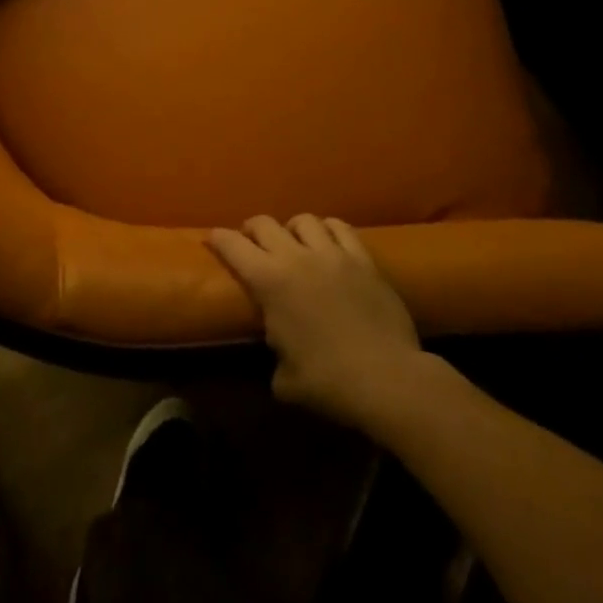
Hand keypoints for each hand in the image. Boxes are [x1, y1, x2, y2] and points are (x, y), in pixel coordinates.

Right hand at [208, 215, 438, 436]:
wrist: (389, 380)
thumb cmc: (331, 382)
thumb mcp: (286, 380)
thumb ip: (275, 358)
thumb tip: (277, 355)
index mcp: (269, 281)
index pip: (232, 245)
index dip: (218, 238)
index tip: (213, 238)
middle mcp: (295, 257)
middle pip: (264, 223)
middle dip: (252, 230)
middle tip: (252, 243)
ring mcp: (332, 254)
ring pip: (303, 220)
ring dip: (291, 229)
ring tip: (294, 242)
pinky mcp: (363, 259)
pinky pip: (340, 228)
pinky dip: (328, 230)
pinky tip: (328, 241)